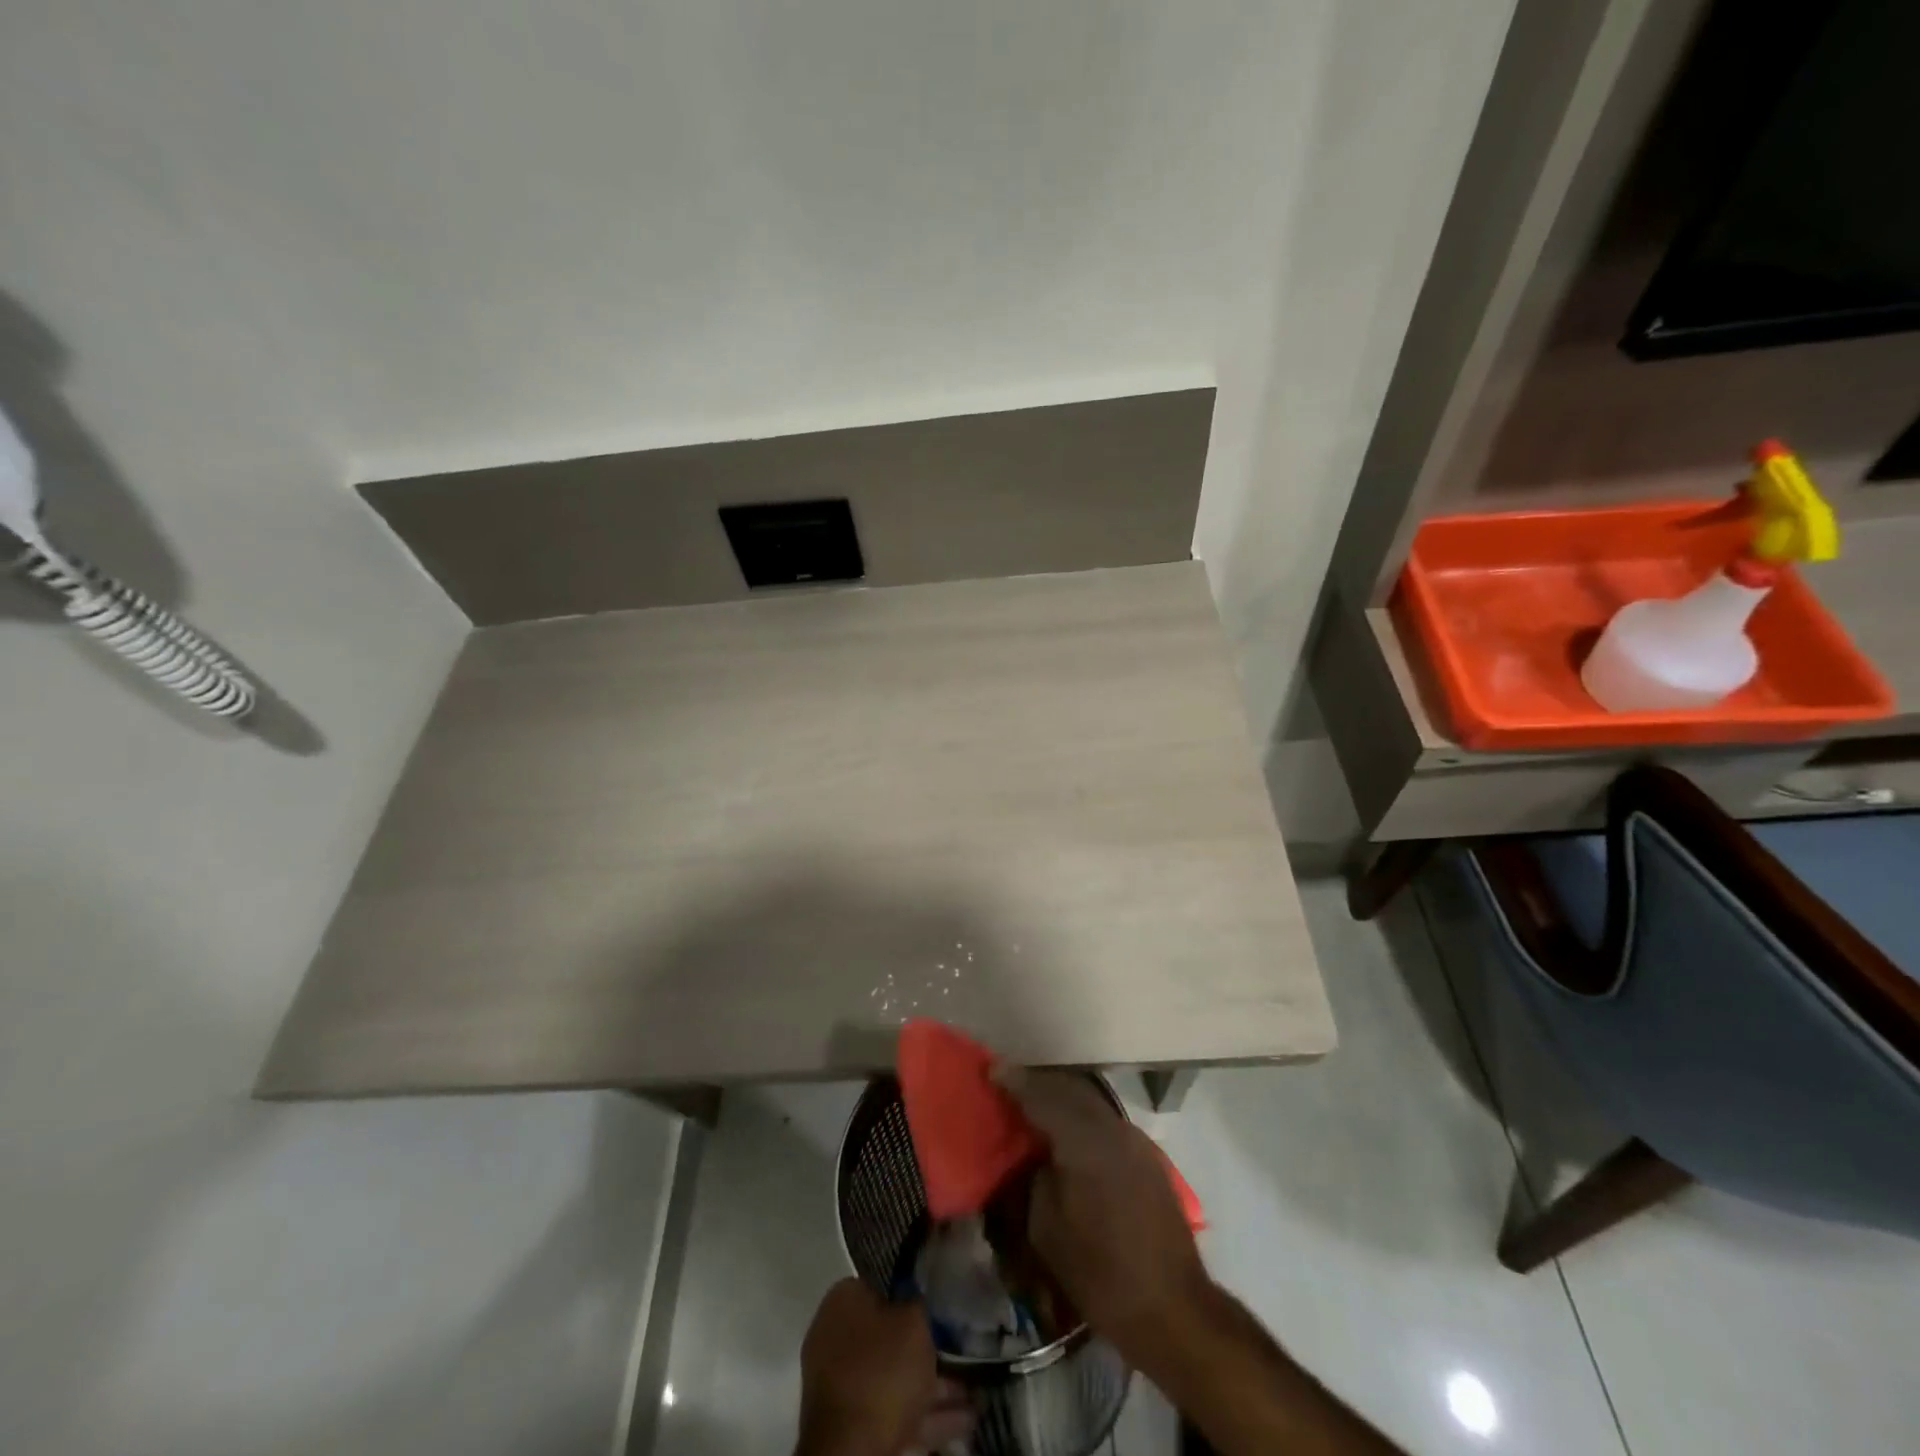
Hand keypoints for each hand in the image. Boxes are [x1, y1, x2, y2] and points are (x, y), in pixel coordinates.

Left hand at [796, 1279, 971, 1455]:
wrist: (852, 1449)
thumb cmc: (883, 1369)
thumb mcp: (914, 1322)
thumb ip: (919, 1305)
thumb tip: (917, 1300)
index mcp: (843, 1302)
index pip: (879, 1288)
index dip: (910, 1296)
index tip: (937, 1308)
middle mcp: (836, 1338)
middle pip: (890, 1338)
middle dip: (928, 1350)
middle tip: (960, 1352)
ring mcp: (843, 1385)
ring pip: (896, 1378)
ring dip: (935, 1387)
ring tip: (974, 1392)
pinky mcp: (854, 1425)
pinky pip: (895, 1411)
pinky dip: (927, 1415)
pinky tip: (963, 1418)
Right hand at [993, 1066, 1208, 1372]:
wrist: (1174, 1309)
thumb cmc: (1101, 1274)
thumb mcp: (1046, 1230)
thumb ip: (1033, 1178)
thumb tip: (1033, 1156)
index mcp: (1084, 1140)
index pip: (1042, 1096)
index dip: (1015, 1082)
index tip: (991, 1072)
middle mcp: (1112, 1127)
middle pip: (1069, 1089)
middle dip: (1038, 1084)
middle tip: (1010, 1085)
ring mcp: (1134, 1139)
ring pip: (1090, 1102)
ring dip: (1061, 1098)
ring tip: (1035, 1106)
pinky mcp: (1147, 1156)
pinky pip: (1105, 1120)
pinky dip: (1081, 1116)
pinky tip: (1069, 1132)